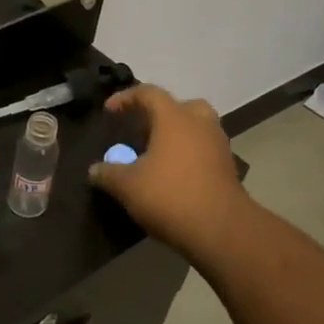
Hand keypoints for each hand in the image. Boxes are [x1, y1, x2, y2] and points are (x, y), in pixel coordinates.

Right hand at [88, 85, 253, 263]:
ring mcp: (218, 146)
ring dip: (177, 136)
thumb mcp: (127, 186)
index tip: (110, 112)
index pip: (149, 93)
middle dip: (160, 115)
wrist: (222, 230)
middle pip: (181, 106)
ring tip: (156, 156)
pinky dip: (189, 156)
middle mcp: (200, 124)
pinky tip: (173, 176)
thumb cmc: (170, 196)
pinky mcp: (228, 169)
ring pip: (197, 128)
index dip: (126, 98)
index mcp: (175, 118)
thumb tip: (94, 170)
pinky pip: (204, 151)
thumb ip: (107, 173)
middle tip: (143, 131)